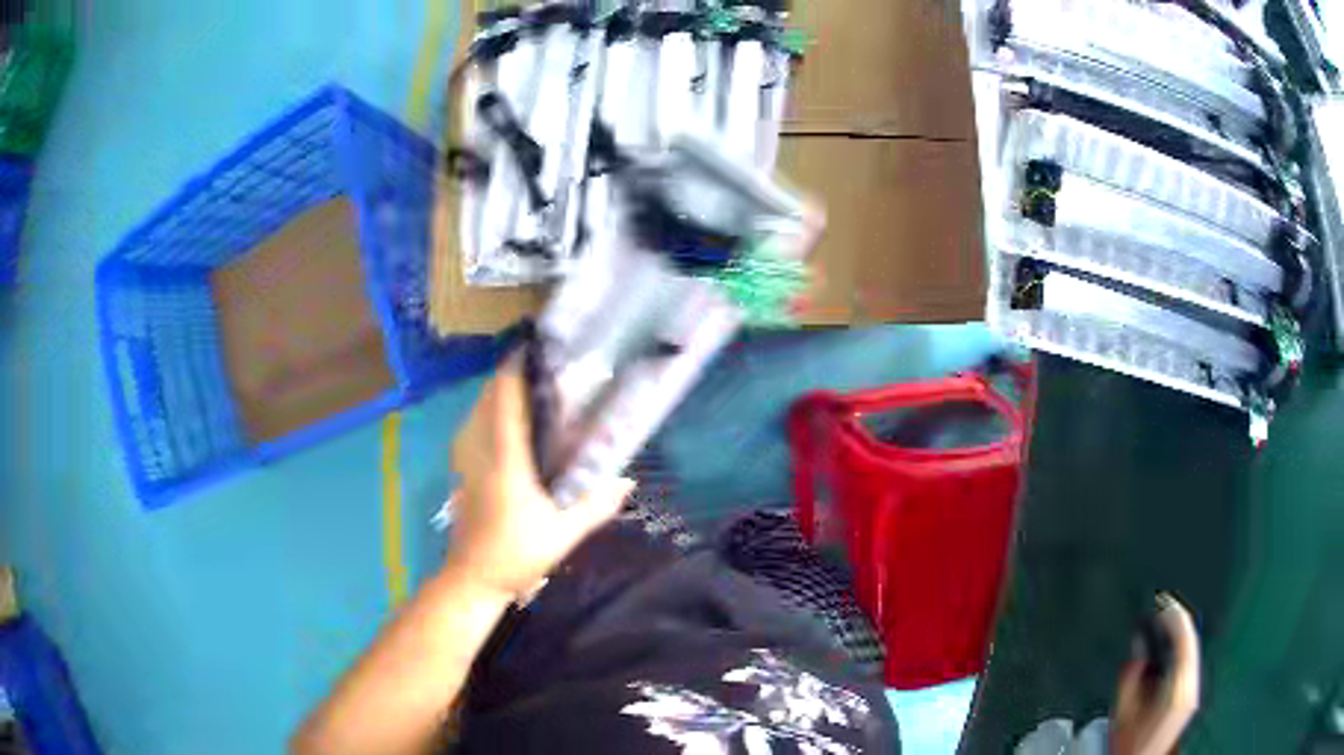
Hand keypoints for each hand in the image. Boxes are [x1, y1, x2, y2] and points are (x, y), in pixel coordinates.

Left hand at [447, 354, 634, 601]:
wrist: (473, 578)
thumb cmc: (517, 554)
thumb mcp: (563, 533)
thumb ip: (595, 504)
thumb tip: (627, 479)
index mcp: (506, 461)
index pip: (506, 403)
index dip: (515, 371)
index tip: (532, 349)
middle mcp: (481, 452)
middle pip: (487, 400)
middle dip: (507, 376)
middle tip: (537, 366)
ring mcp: (466, 462)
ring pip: (475, 412)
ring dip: (495, 393)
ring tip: (523, 387)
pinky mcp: (461, 472)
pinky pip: (471, 428)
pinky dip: (485, 413)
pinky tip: (501, 422)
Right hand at [1110, 593, 1200, 754]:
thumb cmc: (1130, 745)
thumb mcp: (1124, 713)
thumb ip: (1132, 677)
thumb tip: (1139, 645)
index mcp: (1178, 691)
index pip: (1186, 641)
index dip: (1176, 618)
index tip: (1164, 604)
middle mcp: (1191, 688)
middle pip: (1192, 643)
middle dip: (1178, 624)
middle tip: (1163, 609)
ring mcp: (1193, 694)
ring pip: (1193, 652)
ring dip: (1180, 636)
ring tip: (1165, 625)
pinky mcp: (1191, 698)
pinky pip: (1190, 664)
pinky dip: (1181, 650)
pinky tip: (1170, 649)